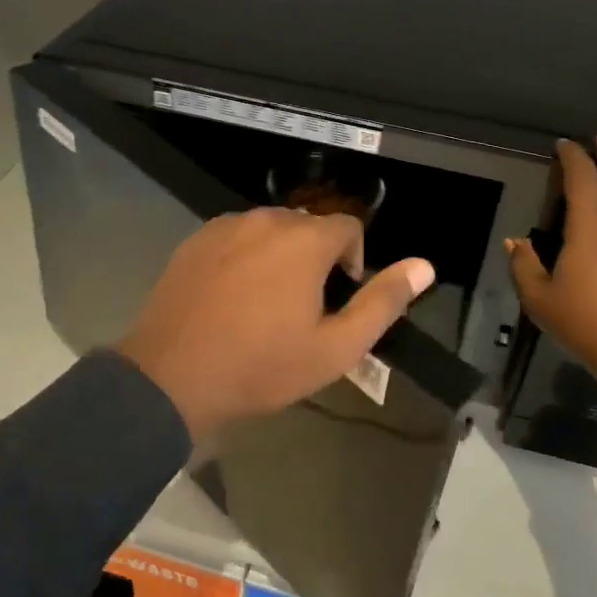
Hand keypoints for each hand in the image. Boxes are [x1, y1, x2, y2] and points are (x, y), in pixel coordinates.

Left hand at [116, 209, 435, 444]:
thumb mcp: (335, 348)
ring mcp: (225, 226)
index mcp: (304, 240)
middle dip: (316, 261)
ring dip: (279, 258)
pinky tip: (231, 299)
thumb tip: (425, 266)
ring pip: (270, 232)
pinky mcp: (195, 240)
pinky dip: (244, 258)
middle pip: (308, 228)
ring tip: (265, 307)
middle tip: (302, 311)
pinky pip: (235, 238)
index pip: (349, 228)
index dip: (353, 263)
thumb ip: (383, 302)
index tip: (337, 303)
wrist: (172, 377)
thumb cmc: (261, 367)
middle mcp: (265, 219)